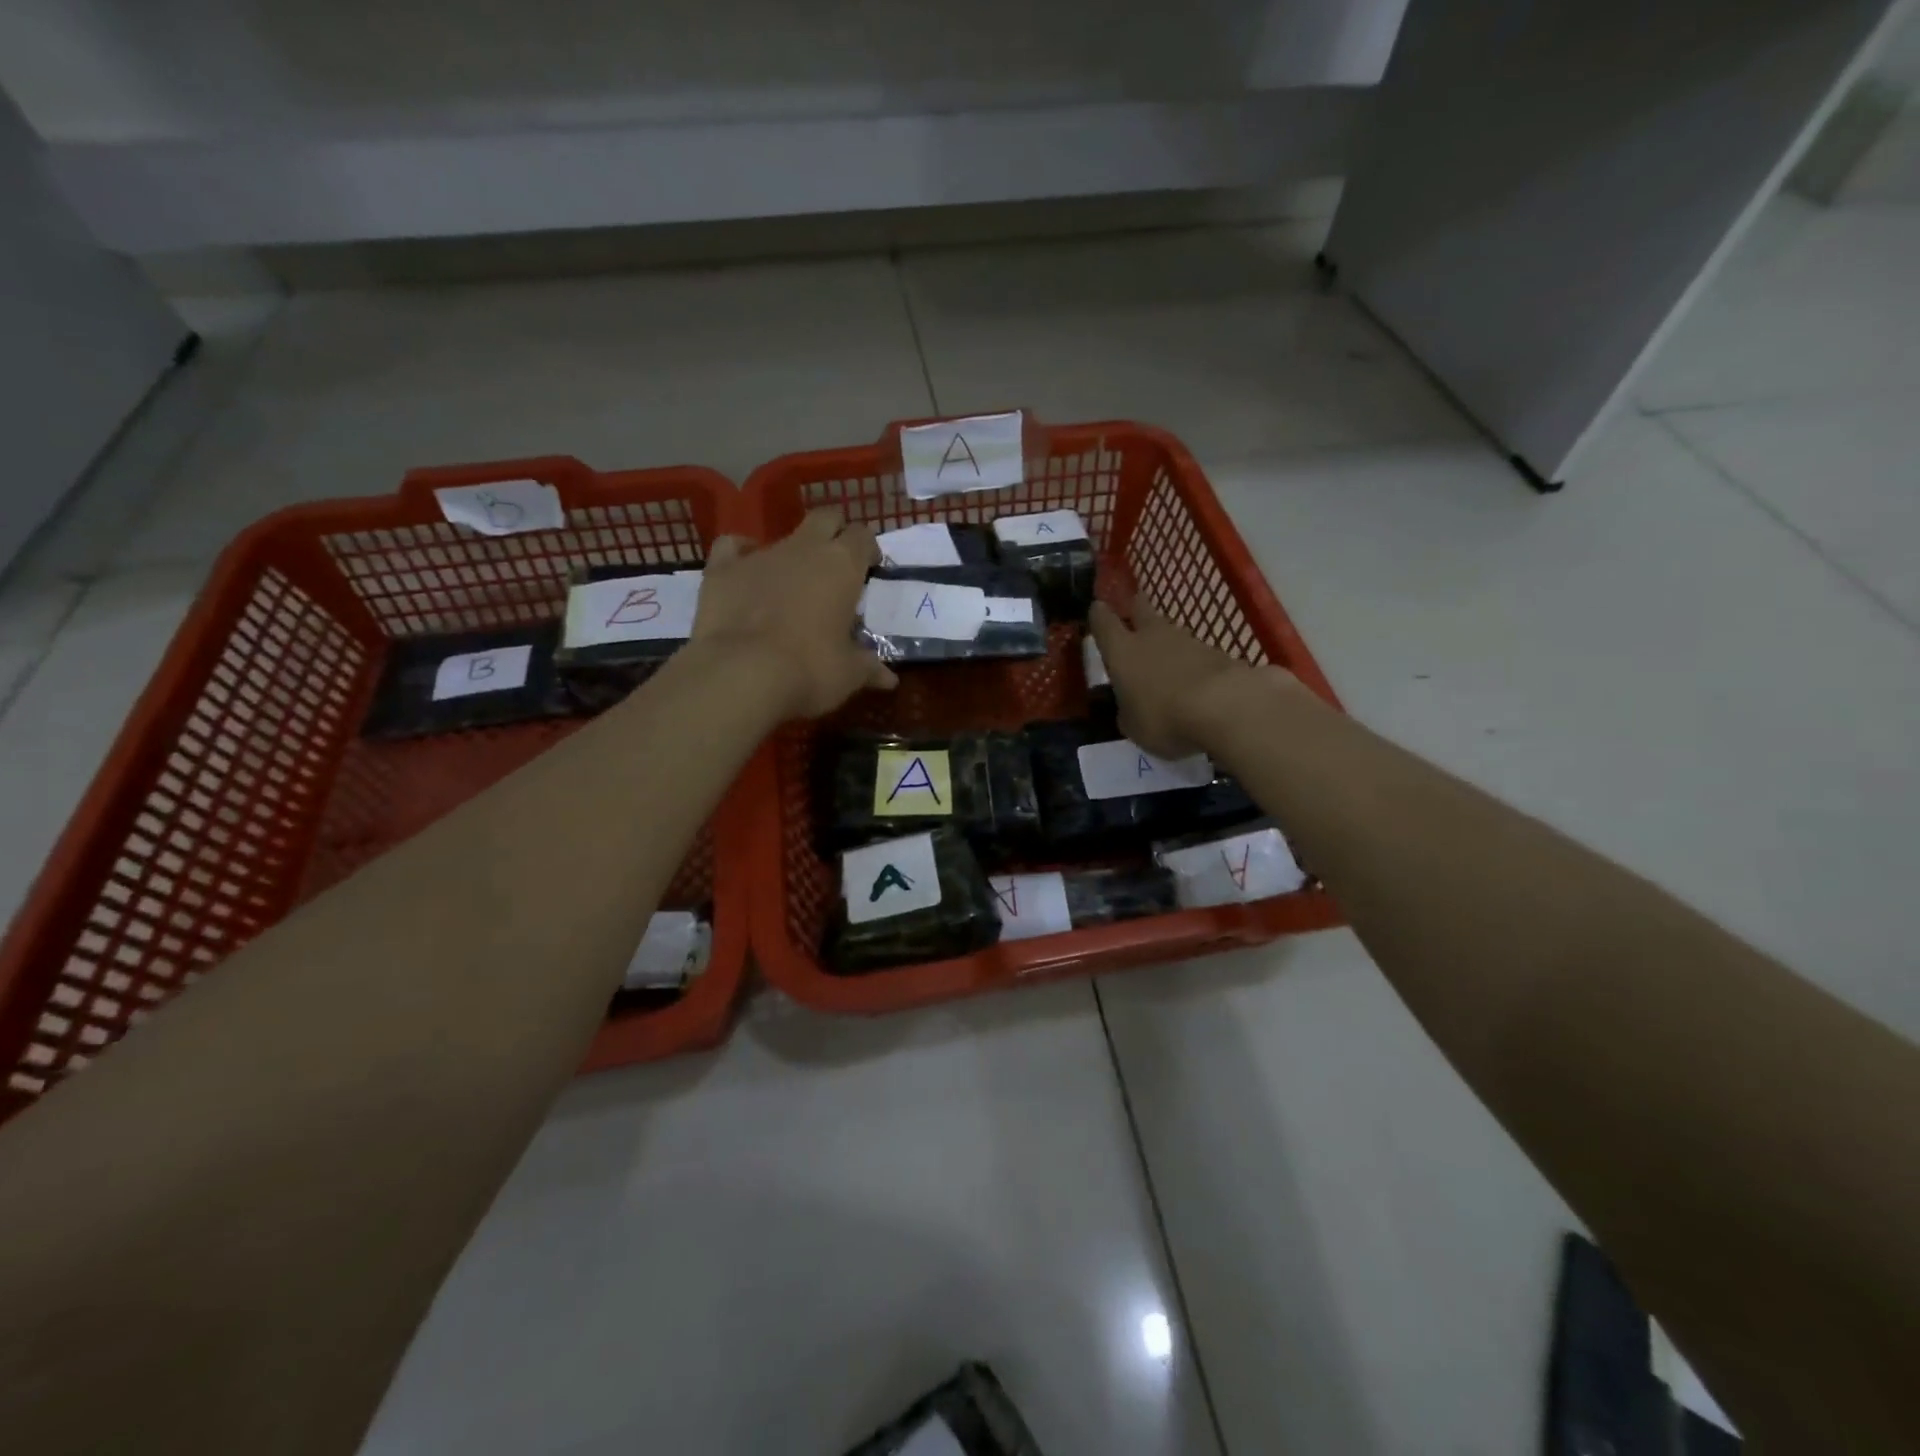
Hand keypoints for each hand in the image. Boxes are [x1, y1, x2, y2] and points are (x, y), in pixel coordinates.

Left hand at [694, 508, 896, 718]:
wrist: (742, 673)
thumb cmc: (810, 670)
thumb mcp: (848, 674)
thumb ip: (869, 668)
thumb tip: (889, 679)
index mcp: (842, 565)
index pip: (863, 536)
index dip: (867, 549)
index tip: (869, 569)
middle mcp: (804, 548)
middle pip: (826, 518)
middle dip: (834, 534)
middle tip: (836, 565)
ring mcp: (760, 554)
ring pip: (783, 536)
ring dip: (792, 554)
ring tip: (792, 586)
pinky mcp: (722, 568)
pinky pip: (733, 546)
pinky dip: (741, 554)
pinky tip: (746, 571)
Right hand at [1089, 598, 1291, 757]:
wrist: (1225, 707)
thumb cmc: (1164, 718)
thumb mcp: (1133, 727)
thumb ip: (1128, 713)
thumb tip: (1129, 707)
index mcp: (1122, 651)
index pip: (1103, 622)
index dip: (1098, 615)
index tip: (1097, 608)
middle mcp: (1151, 637)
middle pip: (1141, 610)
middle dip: (1135, 608)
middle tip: (1133, 608)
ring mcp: (1188, 640)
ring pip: (1170, 632)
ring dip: (1165, 641)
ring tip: (1164, 660)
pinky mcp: (1217, 652)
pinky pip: (1196, 654)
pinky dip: (1191, 663)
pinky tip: (1194, 681)